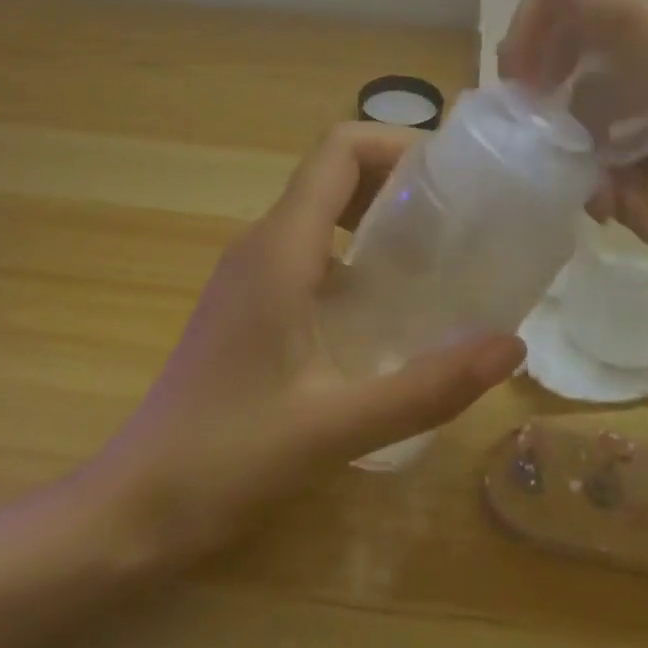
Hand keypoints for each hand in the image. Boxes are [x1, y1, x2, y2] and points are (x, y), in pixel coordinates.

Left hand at [93, 123, 522, 561]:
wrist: (136, 504)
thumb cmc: (228, 457)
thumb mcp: (338, 426)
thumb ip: (428, 386)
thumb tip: (511, 345)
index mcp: (280, 248)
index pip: (339, 150)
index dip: (397, 143)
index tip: (451, 175)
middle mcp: (261, 241)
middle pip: (332, 169)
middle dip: (396, 175)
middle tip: (456, 214)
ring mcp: (249, 269)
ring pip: (319, 207)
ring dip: (374, 211)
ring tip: (433, 251)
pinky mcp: (247, 298)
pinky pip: (307, 245)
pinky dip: (352, 249)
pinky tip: (384, 302)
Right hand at [499, 0, 647, 324]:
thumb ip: (624, 22)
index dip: (546, 8)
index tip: (525, 76)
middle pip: (589, 22)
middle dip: (561, 84)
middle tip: (544, 136)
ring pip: (603, 83)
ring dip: (591, 141)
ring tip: (608, 204)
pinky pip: (629, 124)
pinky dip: (620, 167)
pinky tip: (635, 213)